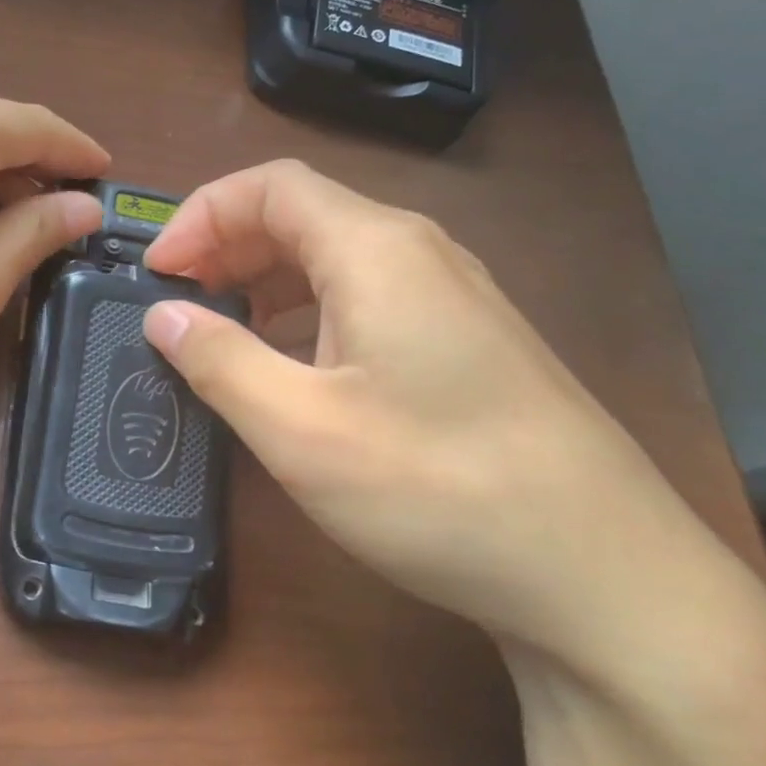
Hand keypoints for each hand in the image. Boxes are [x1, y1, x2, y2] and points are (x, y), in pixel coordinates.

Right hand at [140, 160, 751, 682]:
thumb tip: (162, 316)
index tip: (156, 274)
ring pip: (331, 256)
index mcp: (376, 250)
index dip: (200, 216)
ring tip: (217, 330)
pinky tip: (286, 365)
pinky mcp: (463, 341)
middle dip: (224, 246)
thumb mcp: (301, 430)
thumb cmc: (439, 489)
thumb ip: (220, 360)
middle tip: (176, 302)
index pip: (269, 186)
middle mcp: (417, 253)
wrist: (608, 580)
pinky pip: (363, 296)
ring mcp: (449, 296)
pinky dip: (303, 311)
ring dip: (262, 279)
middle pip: (300, 214)